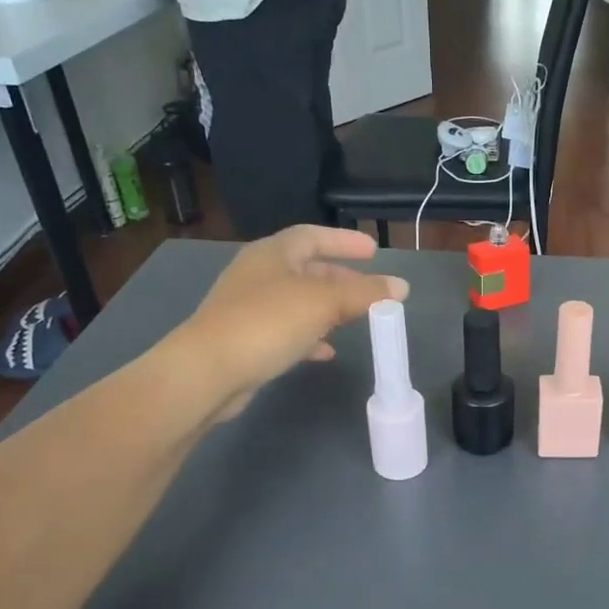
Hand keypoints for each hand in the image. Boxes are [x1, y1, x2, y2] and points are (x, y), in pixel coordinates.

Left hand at [171, 225, 407, 423]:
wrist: (207, 372)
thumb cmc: (266, 323)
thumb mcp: (323, 303)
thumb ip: (365, 294)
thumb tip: (401, 287)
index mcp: (272, 254)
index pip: (312, 236)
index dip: (344, 241)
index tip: (374, 251)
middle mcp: (258, 274)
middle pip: (307, 269)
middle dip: (341, 279)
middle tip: (371, 291)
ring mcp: (249, 308)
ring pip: (298, 301)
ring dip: (328, 309)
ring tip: (356, 320)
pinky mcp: (246, 339)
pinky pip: (286, 330)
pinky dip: (310, 336)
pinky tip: (327, 352)